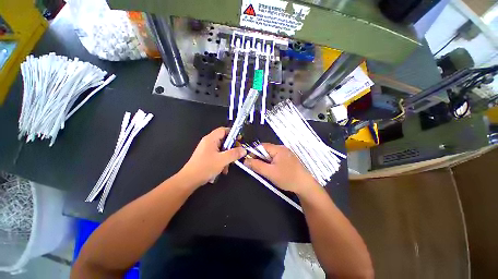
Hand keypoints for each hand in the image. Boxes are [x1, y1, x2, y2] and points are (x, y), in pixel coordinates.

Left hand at [179, 127, 246, 186]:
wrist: (189, 180)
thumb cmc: (205, 167)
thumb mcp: (222, 160)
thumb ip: (234, 154)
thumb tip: (244, 150)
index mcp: (211, 139)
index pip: (223, 130)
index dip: (233, 133)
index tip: (240, 140)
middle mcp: (208, 142)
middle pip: (224, 140)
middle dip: (231, 148)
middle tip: (237, 153)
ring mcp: (207, 150)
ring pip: (222, 149)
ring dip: (227, 156)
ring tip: (229, 165)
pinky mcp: (206, 157)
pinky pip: (218, 155)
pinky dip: (222, 160)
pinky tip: (223, 169)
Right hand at [244, 143, 319, 195]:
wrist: (305, 186)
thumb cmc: (287, 178)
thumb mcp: (269, 172)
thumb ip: (256, 165)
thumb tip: (245, 160)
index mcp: (278, 149)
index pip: (261, 146)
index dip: (254, 153)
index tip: (250, 162)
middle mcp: (282, 148)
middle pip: (266, 150)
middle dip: (260, 158)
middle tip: (258, 168)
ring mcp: (286, 154)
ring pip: (271, 155)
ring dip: (265, 161)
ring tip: (266, 170)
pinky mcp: (288, 159)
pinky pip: (276, 158)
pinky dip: (271, 163)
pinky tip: (273, 171)